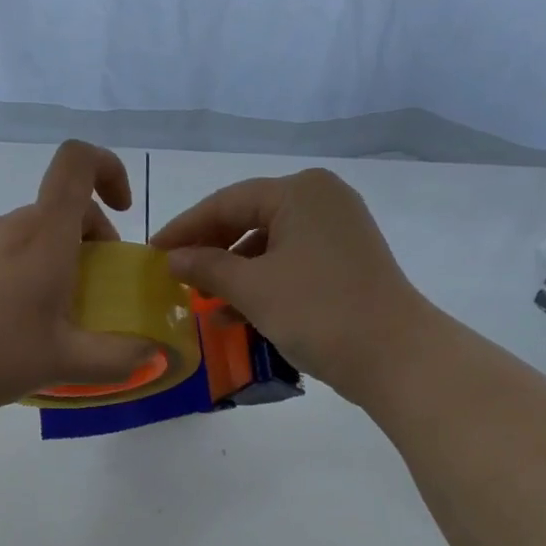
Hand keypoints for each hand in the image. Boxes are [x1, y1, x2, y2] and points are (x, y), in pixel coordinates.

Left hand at [0, 141, 154, 419]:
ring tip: (59, 318)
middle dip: (94, 239)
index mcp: (46, 234)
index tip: (123, 211)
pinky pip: (8, 255)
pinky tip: (18, 326)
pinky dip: (29, 274)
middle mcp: (12, 226)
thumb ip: (117, 359)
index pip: (78, 162)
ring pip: (35, 235)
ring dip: (61, 262)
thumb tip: (152, 355)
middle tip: (98, 292)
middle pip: (63, 208)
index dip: (109, 170)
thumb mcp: (65, 362)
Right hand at [151, 169, 428, 403]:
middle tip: (173, 274)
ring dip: (232, 271)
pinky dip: (260, 283)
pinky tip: (233, 313)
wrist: (392, 354)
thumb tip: (171, 258)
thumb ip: (206, 267)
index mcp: (299, 191)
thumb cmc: (317, 311)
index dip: (185, 228)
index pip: (227, 201)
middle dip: (209, 249)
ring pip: (268, 244)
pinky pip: (289, 263)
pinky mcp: (344, 261)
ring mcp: (336, 231)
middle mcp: (320, 200)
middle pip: (248, 218)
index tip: (153, 251)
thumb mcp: (253, 288)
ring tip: (199, 299)